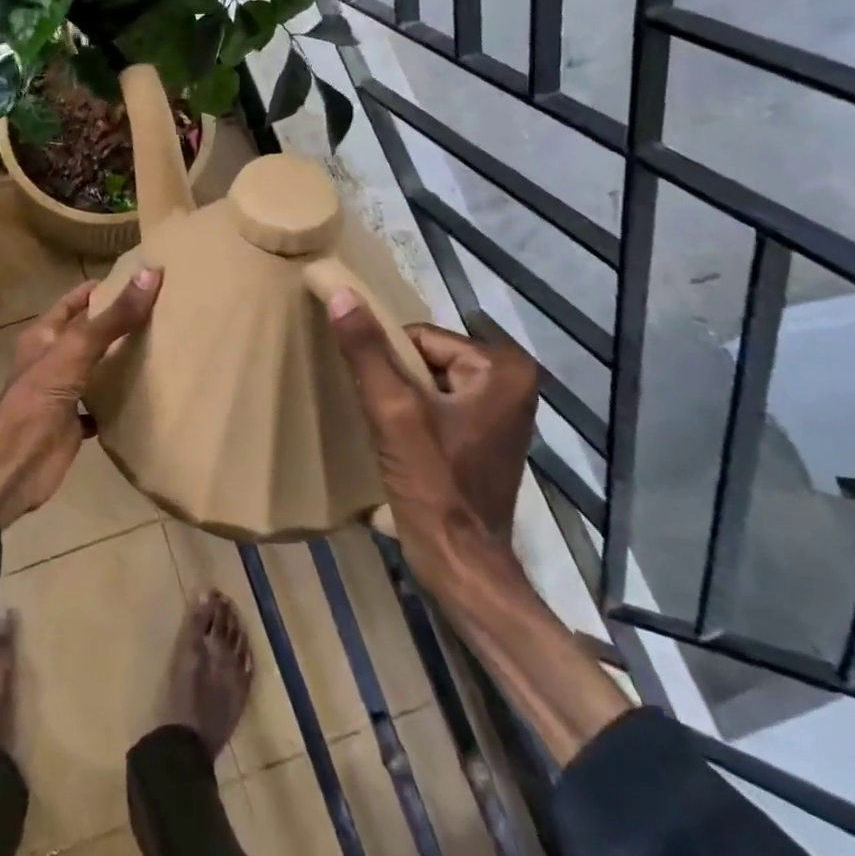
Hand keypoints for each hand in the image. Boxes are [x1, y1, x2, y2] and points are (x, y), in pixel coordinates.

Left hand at [0, 269, 162, 526]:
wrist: (15, 462)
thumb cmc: (39, 397)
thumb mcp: (77, 349)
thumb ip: (114, 317)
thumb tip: (151, 273)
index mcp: (44, 335)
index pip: (75, 301)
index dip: (102, 289)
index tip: (141, 280)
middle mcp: (51, 359)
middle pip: (87, 334)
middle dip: (117, 323)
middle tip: (162, 312)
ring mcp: (61, 392)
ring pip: (95, 369)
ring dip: (119, 361)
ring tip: (161, 348)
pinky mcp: (72, 423)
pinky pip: (100, 405)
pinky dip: (118, 400)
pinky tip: (145, 396)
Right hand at [326, 289, 538, 553]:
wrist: (460, 562)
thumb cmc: (433, 484)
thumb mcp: (393, 411)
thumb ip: (366, 350)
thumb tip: (341, 293)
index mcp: (502, 367)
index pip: (420, 337)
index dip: (389, 364)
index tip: (380, 400)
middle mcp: (513, 381)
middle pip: (426, 358)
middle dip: (398, 383)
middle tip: (384, 419)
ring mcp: (503, 410)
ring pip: (429, 382)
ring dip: (403, 401)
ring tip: (392, 435)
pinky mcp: (488, 435)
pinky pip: (439, 405)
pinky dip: (416, 418)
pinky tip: (405, 446)